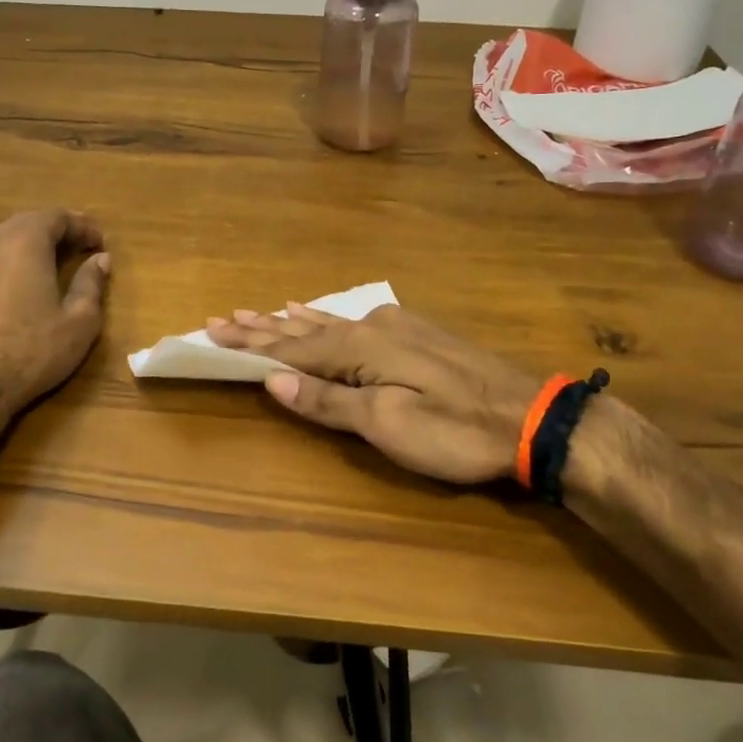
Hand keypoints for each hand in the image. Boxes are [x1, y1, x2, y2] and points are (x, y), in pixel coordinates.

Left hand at [0, 209, 109, 416]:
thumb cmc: (30, 352)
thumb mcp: (79, 322)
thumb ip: (91, 283)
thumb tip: (100, 260)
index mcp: (24, 240)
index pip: (58, 216)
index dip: (83, 226)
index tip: (100, 244)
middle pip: (27, 222)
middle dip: (55, 233)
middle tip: (78, 251)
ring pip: (0, 238)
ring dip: (25, 245)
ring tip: (45, 266)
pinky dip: (1, 262)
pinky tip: (10, 285)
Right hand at [205, 304, 542, 483]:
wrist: (531, 416)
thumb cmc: (454, 430)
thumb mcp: (387, 424)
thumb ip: (330, 401)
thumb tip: (274, 380)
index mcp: (360, 348)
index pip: (291, 348)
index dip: (250, 345)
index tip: (211, 332)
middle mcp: (372, 327)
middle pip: (305, 329)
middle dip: (263, 327)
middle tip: (223, 318)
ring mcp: (397, 327)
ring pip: (329, 322)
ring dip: (291, 321)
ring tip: (261, 311)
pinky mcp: (416, 334)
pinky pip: (353, 321)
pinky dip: (325, 319)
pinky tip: (320, 312)